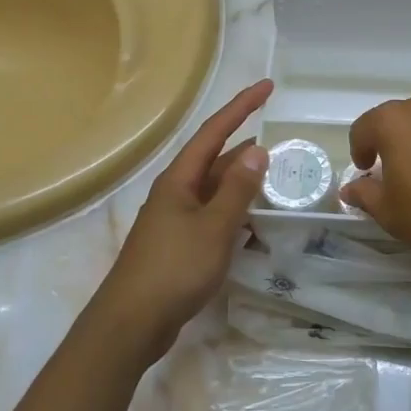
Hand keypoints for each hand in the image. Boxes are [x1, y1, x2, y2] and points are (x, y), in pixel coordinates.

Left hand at [89, 78, 272, 363]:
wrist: (131, 323)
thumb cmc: (173, 269)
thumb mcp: (214, 227)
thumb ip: (237, 190)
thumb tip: (258, 151)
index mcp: (179, 180)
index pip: (214, 132)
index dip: (241, 107)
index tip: (267, 87)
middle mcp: (175, 193)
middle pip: (214, 159)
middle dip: (244, 147)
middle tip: (278, 140)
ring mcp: (175, 220)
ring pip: (214, 190)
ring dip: (241, 182)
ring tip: (272, 177)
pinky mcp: (178, 246)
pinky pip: (212, 217)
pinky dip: (234, 212)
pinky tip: (251, 222)